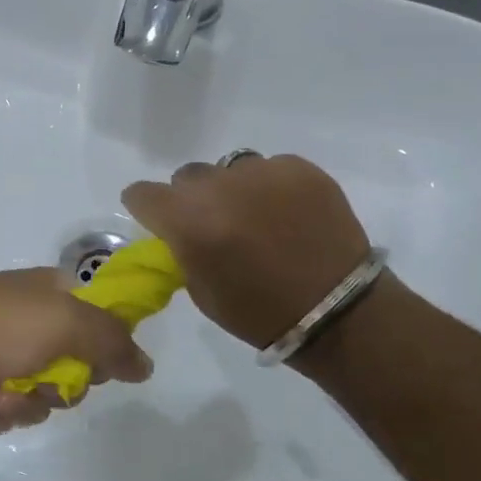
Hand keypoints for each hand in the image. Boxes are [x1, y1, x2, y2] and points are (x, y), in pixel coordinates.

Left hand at [0, 271, 152, 435]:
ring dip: (24, 403)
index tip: (97, 363)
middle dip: (61, 386)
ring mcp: (6, 354)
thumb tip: (144, 366)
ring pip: (44, 397)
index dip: (106, 347)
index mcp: (57, 296)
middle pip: (78, 370)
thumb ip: (111, 342)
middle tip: (42, 379)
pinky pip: (9, 412)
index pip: (106, 322)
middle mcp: (36, 323)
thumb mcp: (65, 323)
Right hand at [122, 155, 371, 350]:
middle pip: (187, 177)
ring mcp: (262, 172)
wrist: (337, 312)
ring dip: (232, 190)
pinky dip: (270, 188)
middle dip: (193, 199)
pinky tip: (287, 215)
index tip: (157, 220)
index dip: (147, 207)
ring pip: (229, 169)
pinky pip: (269, 168)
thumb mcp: (200, 289)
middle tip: (215, 225)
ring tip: (256, 217)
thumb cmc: (259, 313)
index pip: (143, 193)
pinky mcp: (299, 168)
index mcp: (189, 221)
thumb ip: (182, 247)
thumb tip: (179, 229)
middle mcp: (220, 187)